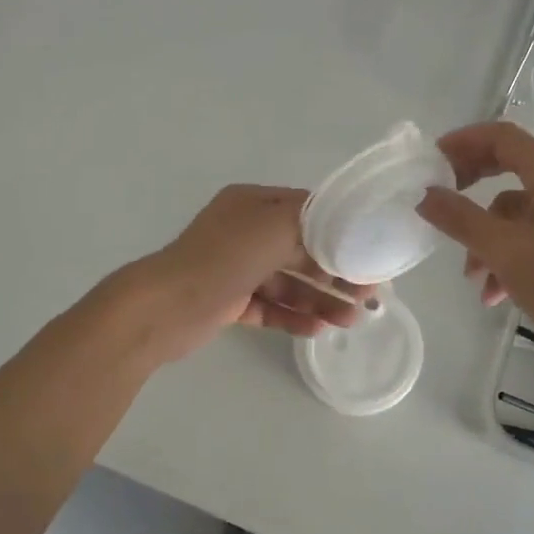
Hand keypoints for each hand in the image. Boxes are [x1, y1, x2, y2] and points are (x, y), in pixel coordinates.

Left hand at [128, 185, 376, 362]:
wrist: (165, 307)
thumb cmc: (223, 258)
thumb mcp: (274, 226)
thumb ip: (312, 225)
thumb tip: (340, 235)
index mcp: (253, 204)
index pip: (307, 210)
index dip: (340, 230)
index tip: (369, 252)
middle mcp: (244, 232)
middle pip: (300, 249)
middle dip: (335, 272)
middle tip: (367, 295)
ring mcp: (235, 268)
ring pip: (287, 282)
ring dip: (319, 299)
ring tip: (349, 321)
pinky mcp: (228, 301)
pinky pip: (269, 307)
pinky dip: (293, 316)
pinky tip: (318, 329)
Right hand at [418, 122, 533, 361]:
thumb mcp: (505, 252)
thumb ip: (460, 219)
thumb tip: (424, 194)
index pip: (503, 136)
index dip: (463, 142)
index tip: (430, 161)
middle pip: (510, 170)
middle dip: (471, 189)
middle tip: (440, 204)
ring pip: (521, 213)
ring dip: (489, 239)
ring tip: (474, 280)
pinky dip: (513, 256)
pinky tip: (499, 294)